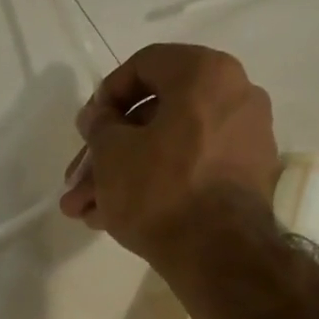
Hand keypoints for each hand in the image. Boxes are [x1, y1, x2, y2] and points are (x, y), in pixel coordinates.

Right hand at [59, 43, 280, 260]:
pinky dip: (154, 189)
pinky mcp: (242, 182)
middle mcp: (234, 98)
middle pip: (154, 118)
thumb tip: (100, 117)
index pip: (146, 64)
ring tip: (83, 211)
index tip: (86, 129)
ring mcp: (243, 143)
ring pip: (167, 152)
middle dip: (107, 154)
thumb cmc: (160, 189)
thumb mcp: (112, 153)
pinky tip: (113, 219)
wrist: (218, 253)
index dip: (106, 95)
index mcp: (206, 74)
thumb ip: (99, 126)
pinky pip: (189, 173)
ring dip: (121, 178)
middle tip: (76, 182)